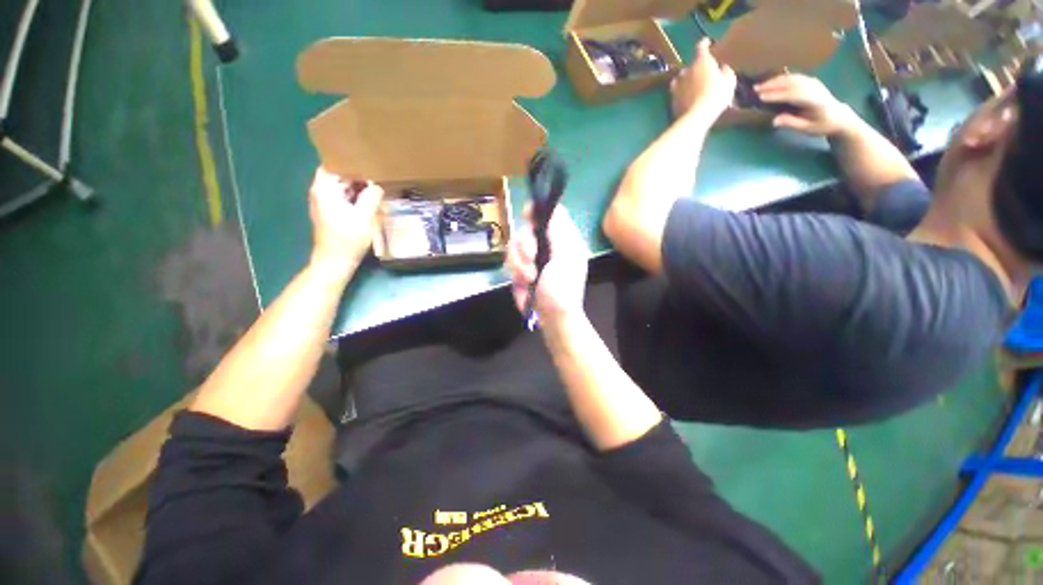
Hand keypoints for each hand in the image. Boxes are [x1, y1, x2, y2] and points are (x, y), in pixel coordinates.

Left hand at [307, 167, 383, 274]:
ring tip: (376, 188)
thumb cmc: (348, 238)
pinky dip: (354, 198)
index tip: (367, 163)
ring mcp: (324, 204)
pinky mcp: (330, 214)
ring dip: (357, 188)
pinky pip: (342, 198)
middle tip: (376, 176)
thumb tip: (377, 186)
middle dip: (356, 175)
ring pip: (341, 188)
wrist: (335, 261)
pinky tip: (369, 202)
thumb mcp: (364, 216)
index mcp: (324, 189)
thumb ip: (371, 197)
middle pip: (337, 176)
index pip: (333, 164)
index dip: (349, 163)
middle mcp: (320, 193)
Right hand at [505, 205, 589, 320]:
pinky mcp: (520, 270)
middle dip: (525, 246)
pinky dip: (516, 273)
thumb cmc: (563, 288)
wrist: (553, 317)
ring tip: (529, 279)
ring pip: (514, 246)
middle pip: (526, 229)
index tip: (526, 216)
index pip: (548, 214)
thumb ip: (558, 230)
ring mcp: (532, 258)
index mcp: (562, 239)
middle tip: (532, 260)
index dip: (535, 211)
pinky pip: (509, 262)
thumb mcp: (566, 256)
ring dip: (519, 263)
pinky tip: (525, 284)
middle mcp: (546, 245)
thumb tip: (552, 206)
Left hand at [670, 39, 736, 122]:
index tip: (707, 42)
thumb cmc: (716, 96)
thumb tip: (722, 68)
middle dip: (696, 67)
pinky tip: (685, 96)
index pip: (701, 47)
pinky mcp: (672, 99)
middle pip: (690, 65)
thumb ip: (725, 71)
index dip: (704, 43)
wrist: (697, 116)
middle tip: (702, 73)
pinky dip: (680, 92)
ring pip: (680, 78)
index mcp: (701, 62)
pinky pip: (676, 92)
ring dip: (686, 80)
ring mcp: (677, 85)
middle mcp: (687, 71)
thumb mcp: (729, 82)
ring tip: (691, 85)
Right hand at [755, 73, 855, 135]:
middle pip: (792, 83)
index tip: (762, 97)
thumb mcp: (806, 129)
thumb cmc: (821, 125)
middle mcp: (815, 88)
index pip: (794, 94)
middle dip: (772, 85)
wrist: (839, 116)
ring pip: (792, 78)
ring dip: (775, 80)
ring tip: (760, 85)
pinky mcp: (811, 81)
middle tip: (755, 89)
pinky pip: (794, 77)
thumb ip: (791, 123)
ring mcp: (813, 83)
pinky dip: (781, 78)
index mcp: (815, 101)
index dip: (777, 95)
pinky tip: (771, 82)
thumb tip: (774, 120)